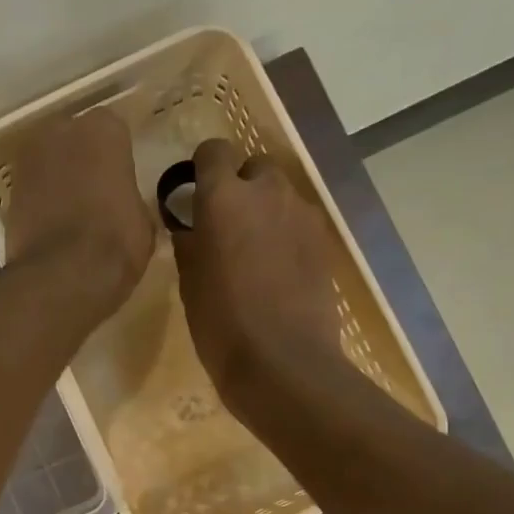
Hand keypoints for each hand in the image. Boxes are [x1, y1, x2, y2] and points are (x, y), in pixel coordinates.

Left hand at [2, 108, 154, 313]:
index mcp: (103, 130)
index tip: (122, 179)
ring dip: (59, 178)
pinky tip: (53, 226)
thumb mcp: (143, 222)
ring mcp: (29, 159)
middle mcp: (61, 131)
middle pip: (75, 138)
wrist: (63, 275)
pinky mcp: (9, 191)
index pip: (114, 131)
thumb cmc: (116, 241)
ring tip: (73, 210)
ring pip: (50, 161)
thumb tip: (126, 208)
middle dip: (84, 159)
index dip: (118, 157)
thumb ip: (132, 201)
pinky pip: (33, 188)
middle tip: (97, 191)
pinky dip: (41, 201)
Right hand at [173, 138, 344, 411]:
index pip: (214, 151)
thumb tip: (192, 226)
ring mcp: (303, 215)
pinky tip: (278, 271)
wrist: (283, 362)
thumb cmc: (221, 323)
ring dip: (265, 212)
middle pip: (254, 167)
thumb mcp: (189, 282)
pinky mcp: (325, 242)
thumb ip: (190, 241)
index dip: (203, 168)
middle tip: (227, 226)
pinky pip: (299, 223)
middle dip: (241, 187)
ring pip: (281, 196)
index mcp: (224, 197)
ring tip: (254, 252)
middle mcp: (267, 192)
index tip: (196, 194)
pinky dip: (286, 235)